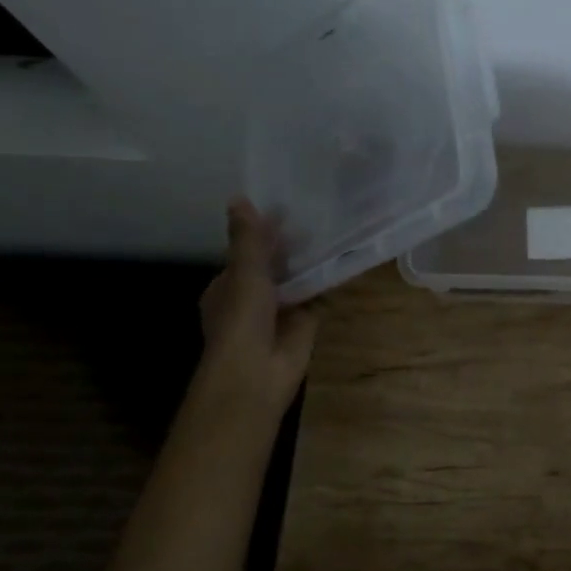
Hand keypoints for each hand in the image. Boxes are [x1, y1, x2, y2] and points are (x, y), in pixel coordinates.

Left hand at [186, 200, 318, 431]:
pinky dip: (327, 281)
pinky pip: (317, 295)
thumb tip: (238, 197)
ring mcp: (279, 311)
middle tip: (317, 215)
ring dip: (309, 263)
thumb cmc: (241, 319)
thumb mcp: (244, 272)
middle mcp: (252, 297)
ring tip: (333, 230)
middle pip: (273, 266)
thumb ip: (248, 239)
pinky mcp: (304, 323)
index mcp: (228, 286)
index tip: (287, 207)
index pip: (247, 252)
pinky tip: (343, 259)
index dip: (263, 232)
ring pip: (296, 280)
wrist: (257, 372)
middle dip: (290, 247)